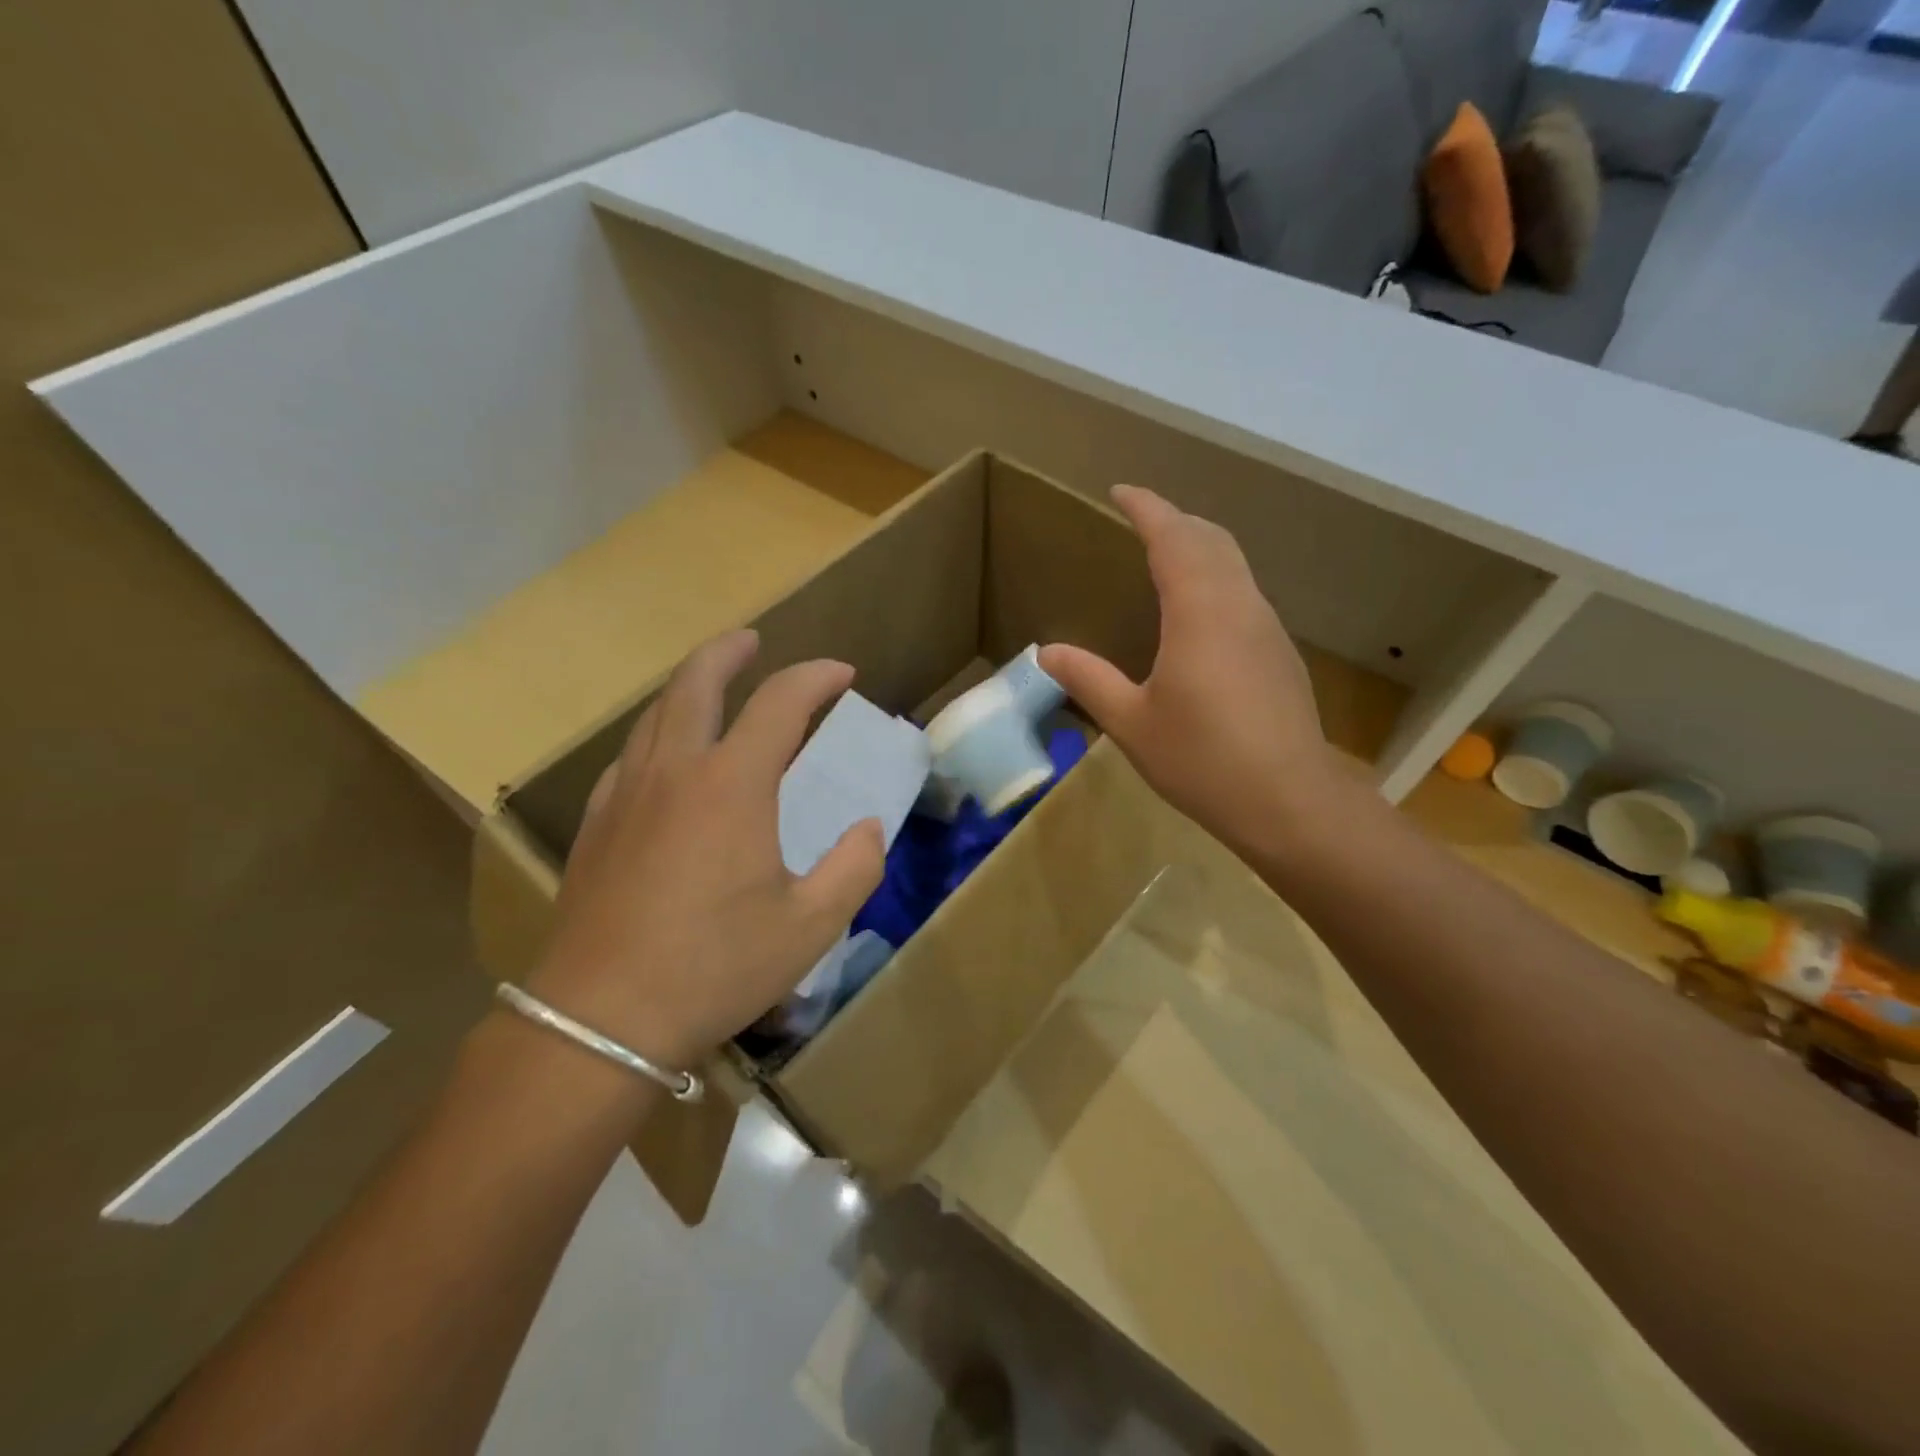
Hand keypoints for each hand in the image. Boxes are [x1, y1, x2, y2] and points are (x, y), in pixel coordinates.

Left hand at [527, 630, 884, 1070]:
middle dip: (728, 652)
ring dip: (688, 688)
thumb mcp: (811, 926)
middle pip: (696, 684)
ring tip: (710, 689)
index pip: (780, 703)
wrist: (600, 1021)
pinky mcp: (597, 828)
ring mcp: (626, 796)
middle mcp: (675, 772)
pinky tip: (664, 761)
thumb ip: (854, 867)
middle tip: (752, 641)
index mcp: (732, 784)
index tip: (843, 675)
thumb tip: (867, 829)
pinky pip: (629, 758)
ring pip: (655, 716)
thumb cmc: (715, 967)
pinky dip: (657, 736)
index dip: (815, 677)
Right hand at [1039, 485, 1345, 862]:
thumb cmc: (1201, 760)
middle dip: (1176, 520)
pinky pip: (1245, 594)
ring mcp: (1267, 629)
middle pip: (1212, 539)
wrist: (1288, 801)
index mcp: (1199, 613)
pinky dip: (1217, 579)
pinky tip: (1200, 613)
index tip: (1121, 491)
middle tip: (1142, 520)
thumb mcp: (1131, 723)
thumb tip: (1047, 652)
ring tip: (1168, 556)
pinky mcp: (1280, 654)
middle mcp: (1239, 606)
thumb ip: (1089, 680)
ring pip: (1235, 565)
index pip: (1174, 538)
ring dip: (1201, 546)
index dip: (1147, 508)